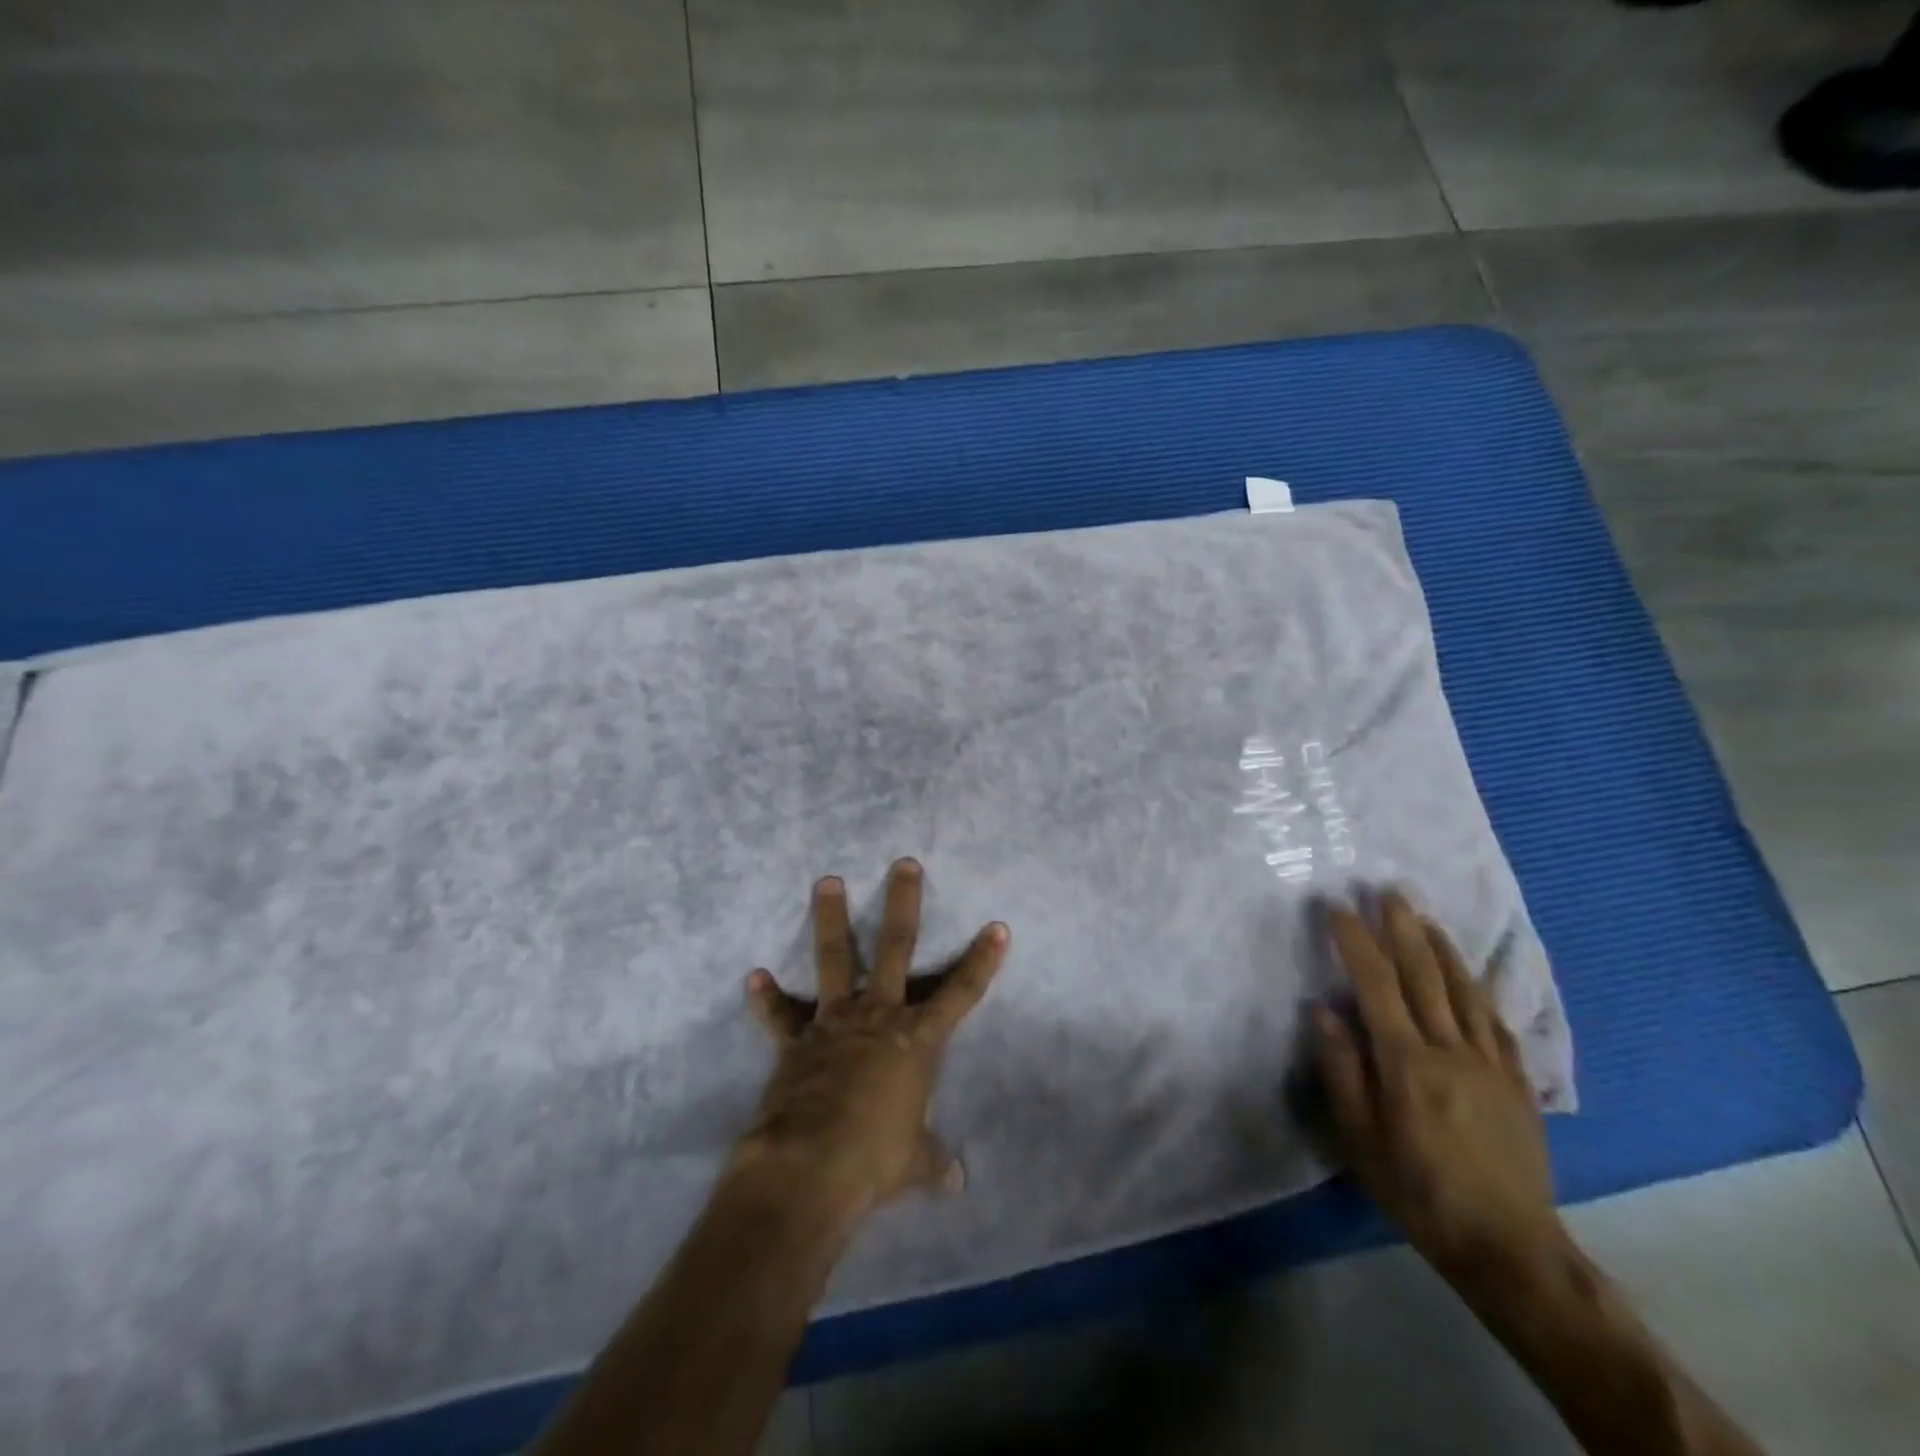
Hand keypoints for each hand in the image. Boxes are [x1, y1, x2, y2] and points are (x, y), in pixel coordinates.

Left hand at [734, 859, 1008, 1230]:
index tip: (997, 926)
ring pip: (835, 958)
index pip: (961, 993)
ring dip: (833, 918)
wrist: (809, 1168)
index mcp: (916, 1041)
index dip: (982, 960)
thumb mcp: (913, 1164)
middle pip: (896, 948)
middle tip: (903, 864)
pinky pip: (780, 1015)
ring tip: (827, 881)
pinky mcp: (795, 1040)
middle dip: (902, 903)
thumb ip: (933, 1163)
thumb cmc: (875, 1160)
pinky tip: (754, 978)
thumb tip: (957, 1183)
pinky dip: (767, 999)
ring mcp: (834, 1022)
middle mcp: (878, 1017)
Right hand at [1314, 891, 1566, 1287]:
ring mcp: (1490, 1064)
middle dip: (1403, 929)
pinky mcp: (1517, 1082)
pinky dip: (1478, 989)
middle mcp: (1450, 1051)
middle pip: (1424, 976)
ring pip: (1464, 991)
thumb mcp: (1361, 1139)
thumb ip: (1342, 1069)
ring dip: (1442, 948)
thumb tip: (1322, 1010)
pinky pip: (1495, 1022)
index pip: (1377, 985)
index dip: (1356, 942)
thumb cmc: (1418, 1191)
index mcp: (1407, 1063)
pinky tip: (1470, 974)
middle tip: (1390, 890)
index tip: (1337, 908)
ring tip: (1426, 917)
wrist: (1509, 1246)